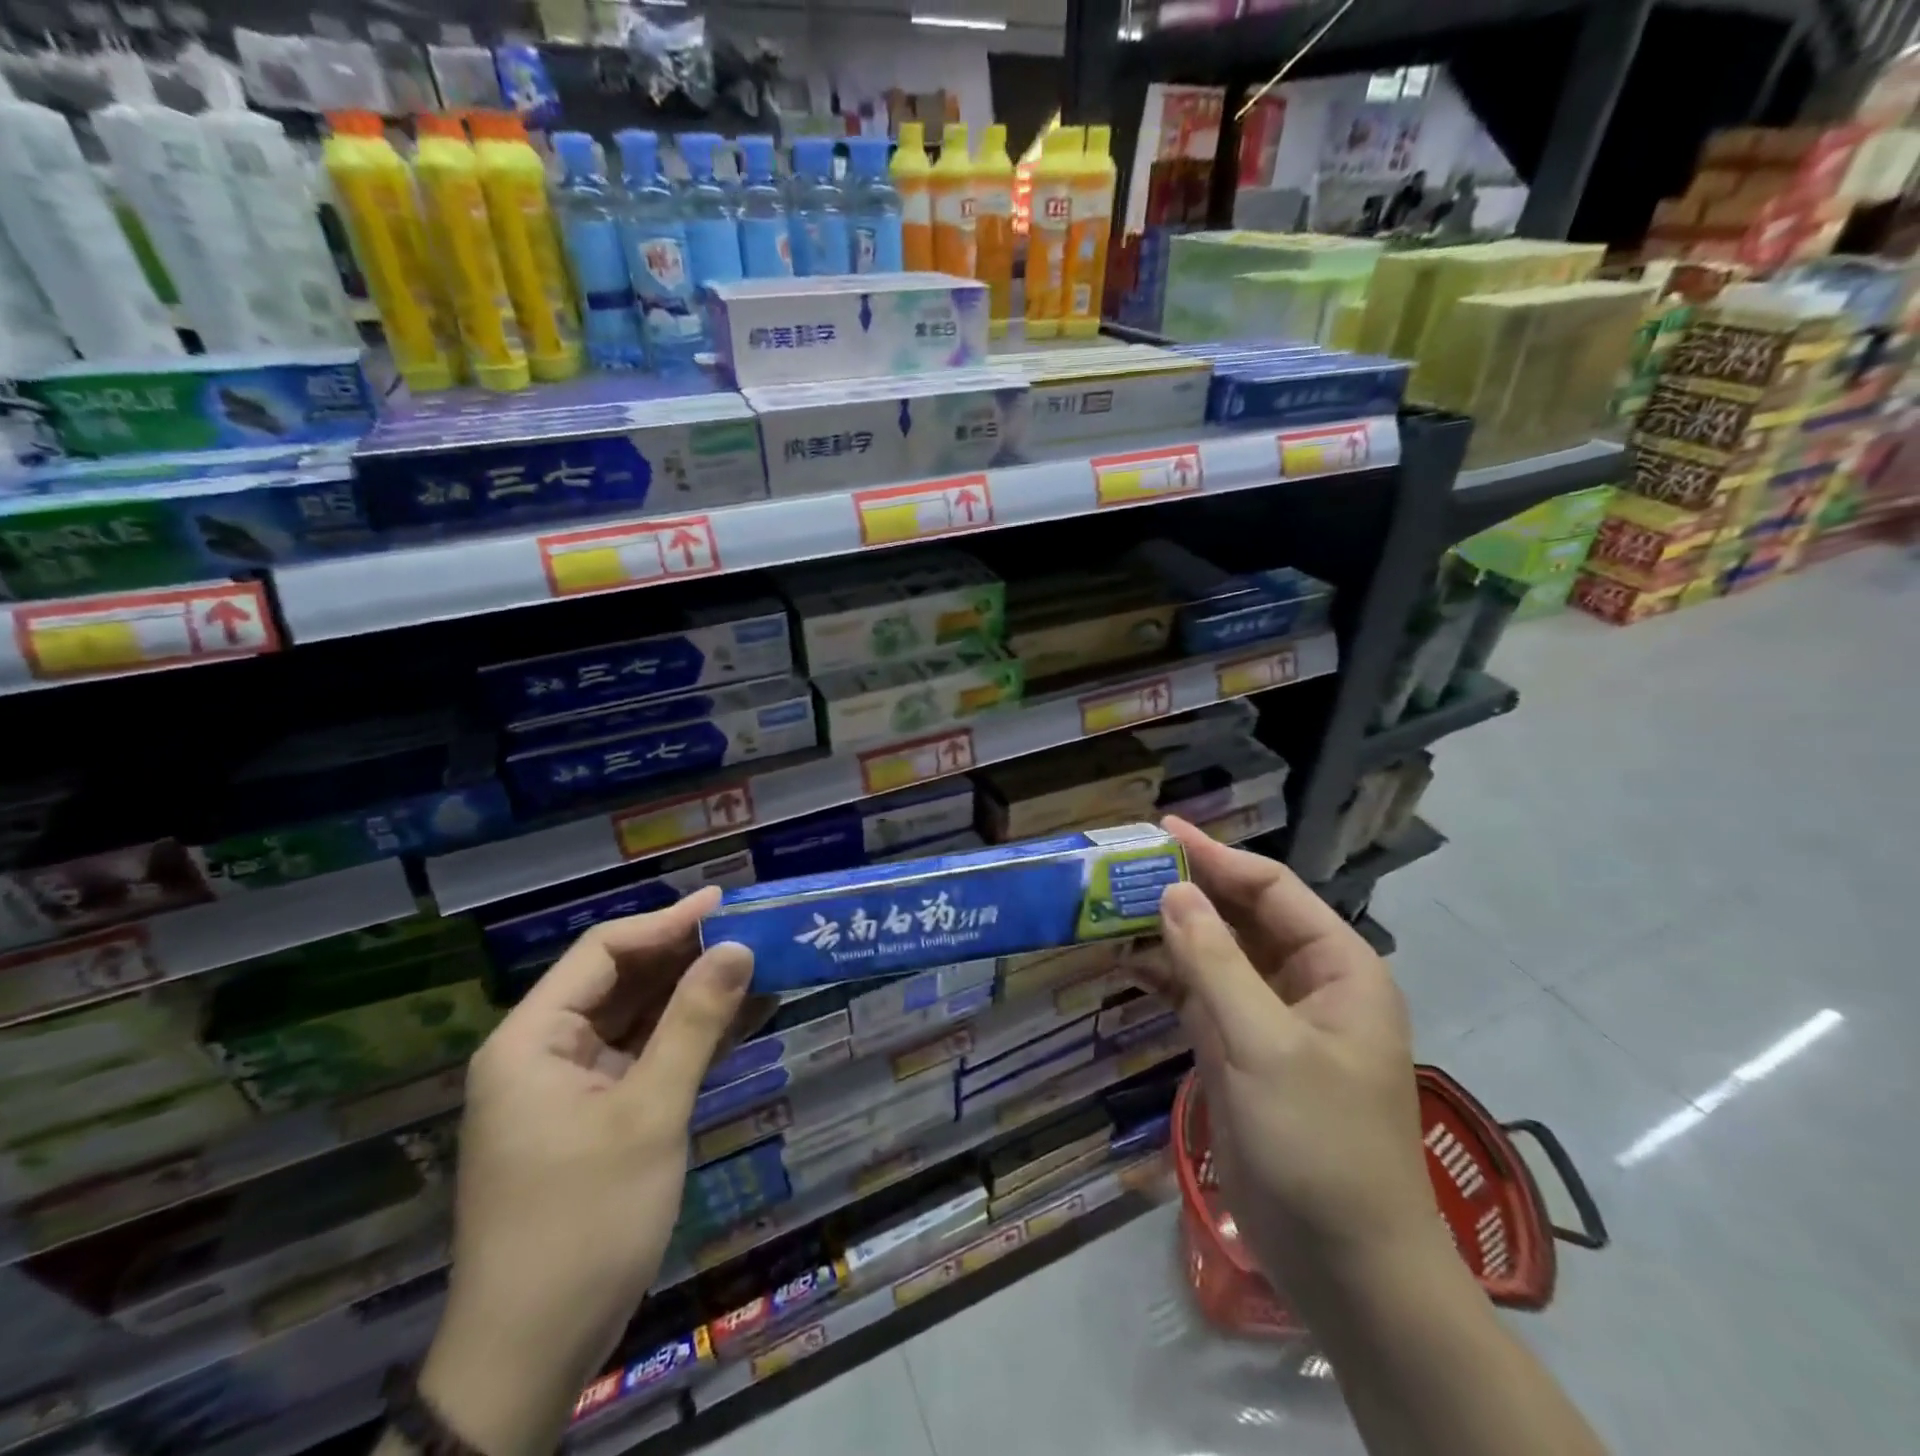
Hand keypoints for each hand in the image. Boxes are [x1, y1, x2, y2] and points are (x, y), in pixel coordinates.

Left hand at [414, 887, 755, 1455]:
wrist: (532, 1356)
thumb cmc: (584, 1223)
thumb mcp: (649, 1114)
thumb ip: (694, 1024)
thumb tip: (739, 947)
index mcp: (533, 1040)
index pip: (603, 952)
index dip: (667, 922)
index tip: (727, 904)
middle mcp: (543, 1053)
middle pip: (620, 980)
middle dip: (686, 956)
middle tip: (753, 933)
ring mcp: (567, 1087)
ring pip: (636, 1018)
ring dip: (693, 996)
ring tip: (757, 967)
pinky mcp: (592, 1117)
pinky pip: (643, 1057)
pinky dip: (687, 1039)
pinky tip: (738, 1021)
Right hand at [1147, 818, 1441, 1295]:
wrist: (1345, 1266)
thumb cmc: (1321, 1144)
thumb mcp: (1266, 1046)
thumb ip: (1215, 964)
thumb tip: (1172, 891)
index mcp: (1337, 967)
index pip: (1271, 889)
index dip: (1217, 857)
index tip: (1161, 831)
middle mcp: (1305, 982)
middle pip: (1240, 917)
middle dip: (1186, 891)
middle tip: (1124, 866)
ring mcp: (1269, 1019)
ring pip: (1215, 956)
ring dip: (1169, 933)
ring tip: (1110, 906)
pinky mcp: (1240, 1052)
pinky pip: (1199, 997)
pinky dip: (1165, 978)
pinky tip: (1124, 963)